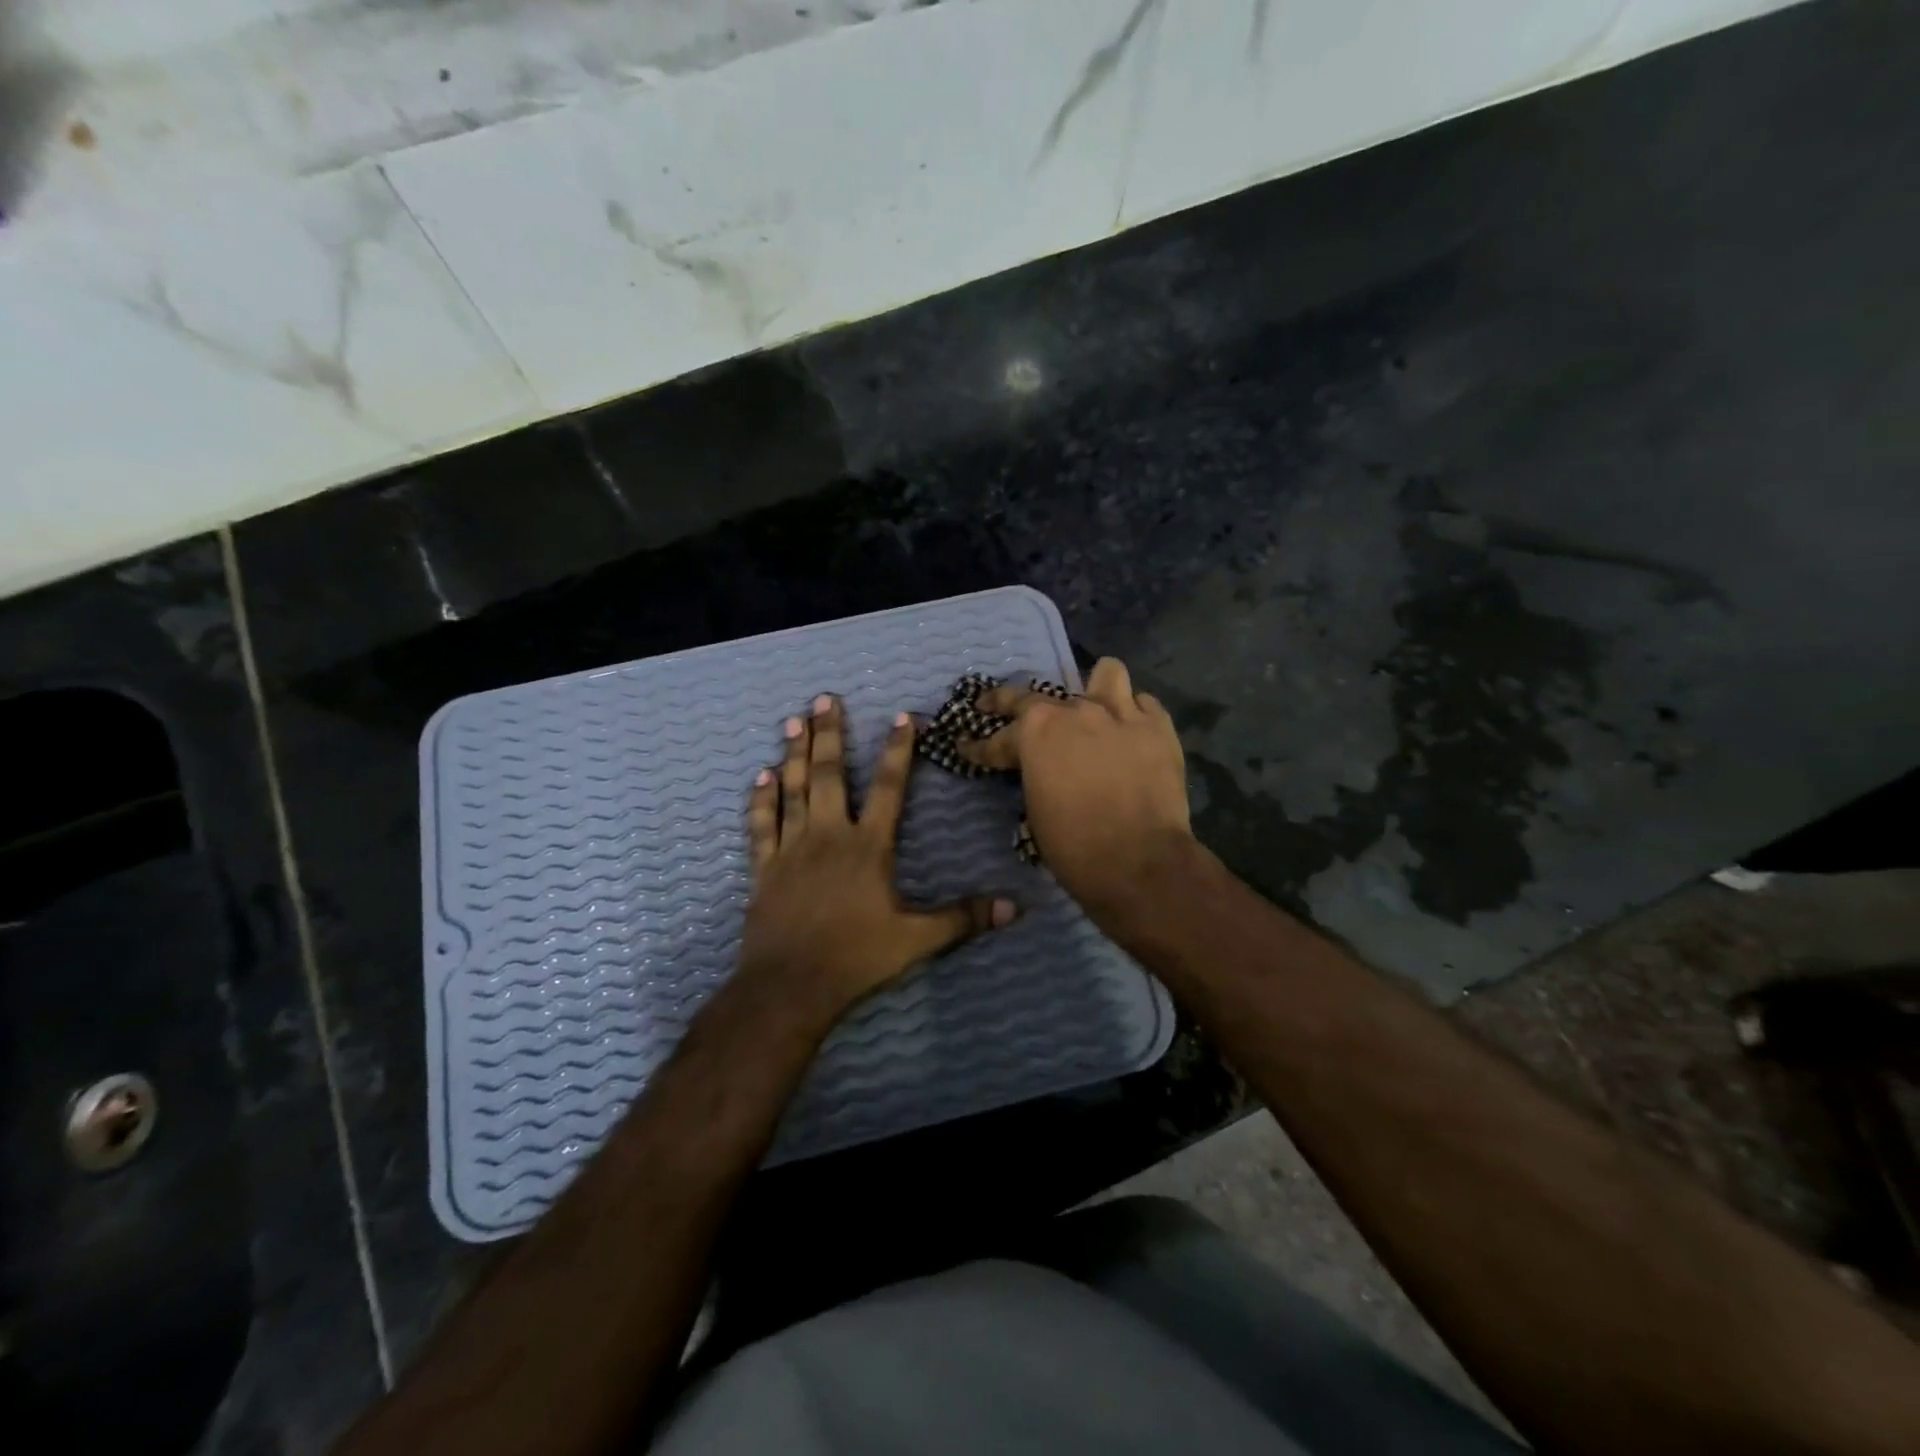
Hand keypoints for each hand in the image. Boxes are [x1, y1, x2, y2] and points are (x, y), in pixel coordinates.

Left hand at [739, 694, 1016, 1023]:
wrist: (789, 986)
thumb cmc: (855, 958)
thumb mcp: (917, 940)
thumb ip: (963, 918)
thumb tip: (1013, 908)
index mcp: (868, 847)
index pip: (889, 788)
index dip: (898, 750)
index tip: (901, 716)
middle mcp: (828, 836)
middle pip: (830, 775)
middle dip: (829, 734)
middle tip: (824, 699)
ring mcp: (792, 849)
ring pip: (793, 790)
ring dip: (794, 754)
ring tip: (793, 721)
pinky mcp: (764, 868)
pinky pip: (762, 825)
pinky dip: (762, 800)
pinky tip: (761, 777)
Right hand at [958, 658, 1194, 925]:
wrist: (1140, 862)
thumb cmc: (1075, 846)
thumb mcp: (1036, 810)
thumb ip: (1035, 775)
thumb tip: (1042, 772)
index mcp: (1035, 732)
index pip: (996, 738)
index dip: (978, 747)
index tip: (966, 747)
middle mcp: (1074, 711)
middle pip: (1036, 697)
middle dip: (1008, 704)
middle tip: (996, 708)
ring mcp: (1120, 713)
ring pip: (1106, 674)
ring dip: (1095, 689)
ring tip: (1094, 704)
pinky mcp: (1158, 727)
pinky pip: (1144, 704)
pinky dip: (1134, 715)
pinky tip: (1130, 732)